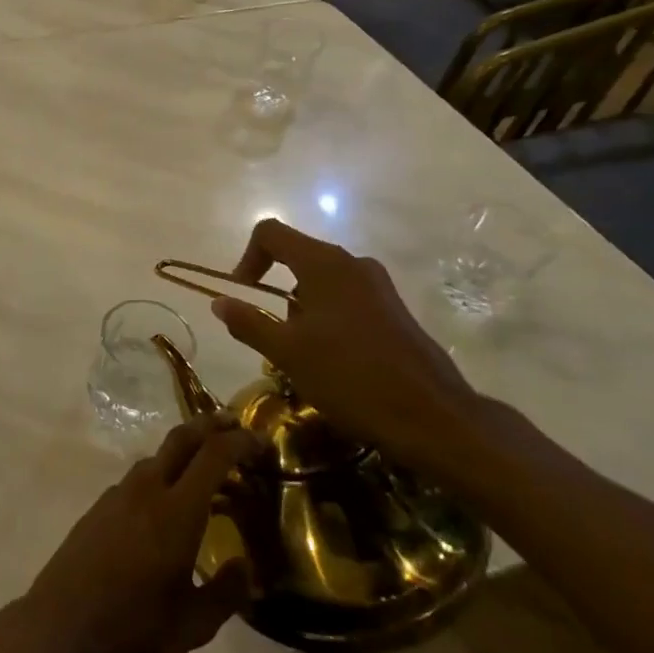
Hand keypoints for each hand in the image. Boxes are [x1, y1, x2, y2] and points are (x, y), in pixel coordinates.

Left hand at [15, 416, 257, 652]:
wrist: (62, 624)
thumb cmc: (134, 626)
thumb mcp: (194, 624)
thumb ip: (226, 592)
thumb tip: (244, 565)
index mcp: (177, 510)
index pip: (213, 456)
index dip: (239, 441)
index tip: (261, 440)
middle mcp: (147, 489)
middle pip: (181, 439)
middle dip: (210, 426)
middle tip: (234, 425)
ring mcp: (118, 493)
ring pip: (157, 457)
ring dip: (185, 452)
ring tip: (207, 471)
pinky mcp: (100, 506)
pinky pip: (139, 477)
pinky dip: (163, 475)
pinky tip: (168, 504)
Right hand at [208, 218, 486, 477]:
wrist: (434, 418)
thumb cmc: (351, 377)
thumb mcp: (287, 353)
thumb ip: (248, 322)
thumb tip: (219, 301)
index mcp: (324, 263)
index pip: (270, 233)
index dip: (246, 258)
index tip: (241, 295)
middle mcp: (353, 264)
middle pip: (296, 256)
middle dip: (272, 289)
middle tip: (269, 332)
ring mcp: (378, 286)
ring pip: (321, 281)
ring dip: (299, 308)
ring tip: (299, 354)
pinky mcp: (394, 310)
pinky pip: (346, 299)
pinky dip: (326, 318)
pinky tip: (331, 361)